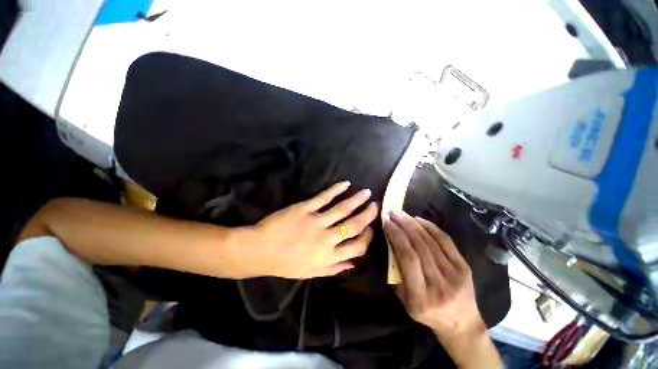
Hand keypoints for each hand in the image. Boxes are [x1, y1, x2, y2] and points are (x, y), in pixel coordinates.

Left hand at [252, 181, 377, 278]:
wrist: (260, 250)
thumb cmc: (285, 264)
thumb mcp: (311, 273)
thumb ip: (333, 268)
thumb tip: (353, 263)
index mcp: (329, 256)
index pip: (358, 247)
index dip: (368, 237)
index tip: (370, 228)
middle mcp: (327, 239)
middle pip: (354, 225)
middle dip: (367, 215)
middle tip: (375, 205)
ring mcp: (316, 222)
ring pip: (342, 209)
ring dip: (357, 200)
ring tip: (366, 193)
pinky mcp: (305, 208)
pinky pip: (324, 197)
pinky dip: (336, 189)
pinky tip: (345, 184)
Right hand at [383, 210, 484, 338]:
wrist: (461, 323)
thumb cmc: (427, 312)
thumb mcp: (404, 298)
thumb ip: (397, 271)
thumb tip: (391, 242)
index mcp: (421, 296)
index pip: (408, 258)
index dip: (397, 236)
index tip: (387, 223)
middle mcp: (439, 285)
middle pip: (420, 247)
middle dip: (404, 226)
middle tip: (393, 213)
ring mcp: (455, 275)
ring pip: (431, 242)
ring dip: (414, 224)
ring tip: (402, 214)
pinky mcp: (464, 267)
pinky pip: (446, 241)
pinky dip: (431, 227)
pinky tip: (419, 220)